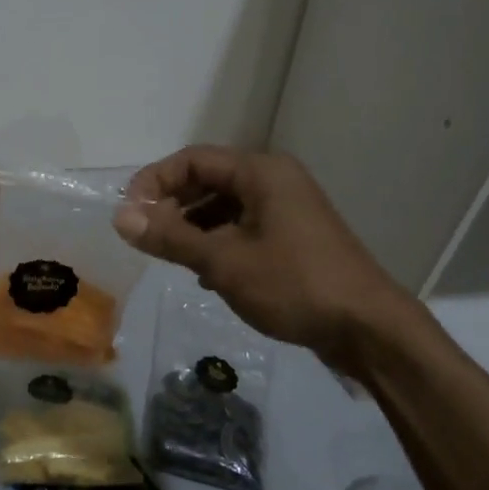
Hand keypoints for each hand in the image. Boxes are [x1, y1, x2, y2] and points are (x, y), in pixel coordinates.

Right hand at [113, 147, 422, 370]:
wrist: (368, 329)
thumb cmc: (294, 285)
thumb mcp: (224, 262)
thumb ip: (170, 237)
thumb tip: (120, 217)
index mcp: (261, 172)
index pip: (193, 160)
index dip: (155, 182)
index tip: (130, 215)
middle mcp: (274, 180)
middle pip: (208, 180)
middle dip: (173, 206)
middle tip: (147, 238)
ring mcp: (287, 209)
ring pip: (224, 207)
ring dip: (193, 228)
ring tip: (172, 258)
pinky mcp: (293, 237)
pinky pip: (243, 227)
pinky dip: (218, 243)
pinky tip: (205, 274)